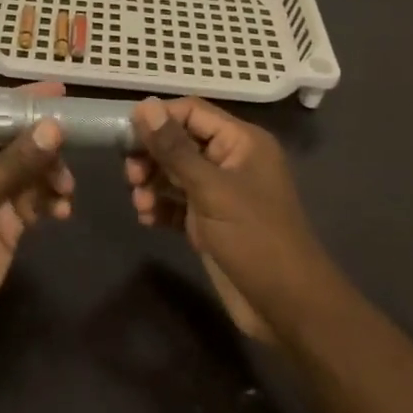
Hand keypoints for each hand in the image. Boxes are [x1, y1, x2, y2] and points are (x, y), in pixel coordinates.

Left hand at [0, 83, 74, 347]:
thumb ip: (16, 161)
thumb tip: (55, 127)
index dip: (20, 102)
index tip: (58, 91)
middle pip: (12, 140)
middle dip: (42, 143)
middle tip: (73, 142)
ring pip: (27, 169)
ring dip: (50, 174)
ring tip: (64, 189)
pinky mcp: (4, 222)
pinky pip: (34, 199)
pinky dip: (50, 200)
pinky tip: (61, 210)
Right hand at [126, 98, 329, 342]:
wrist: (287, 308)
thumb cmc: (254, 238)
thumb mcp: (211, 189)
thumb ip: (174, 148)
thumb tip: (145, 104)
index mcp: (241, 142)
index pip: (192, 112)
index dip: (158, 118)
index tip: (125, 133)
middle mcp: (231, 161)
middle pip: (180, 142)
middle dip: (152, 155)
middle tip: (131, 175)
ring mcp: (220, 193)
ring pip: (175, 173)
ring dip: (152, 183)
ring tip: (140, 203)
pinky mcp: (210, 222)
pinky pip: (177, 202)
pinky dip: (160, 206)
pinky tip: (147, 218)